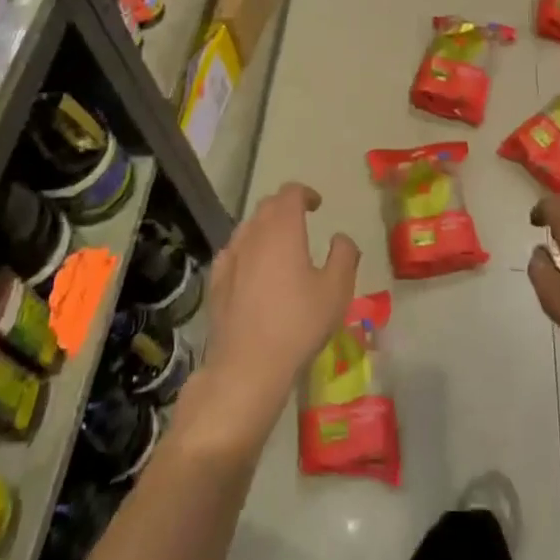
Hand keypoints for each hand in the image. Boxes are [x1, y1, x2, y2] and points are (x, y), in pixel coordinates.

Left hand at [183, 183, 359, 453]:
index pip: (290, 193)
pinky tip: (253, 269)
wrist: (247, 366)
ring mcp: (229, 258)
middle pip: (267, 207)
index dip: (305, 193)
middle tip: (302, 220)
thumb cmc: (298, 323)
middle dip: (285, 207)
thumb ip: (344, 255)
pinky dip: (247, 250)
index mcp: (282, 229)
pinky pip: (233, 252)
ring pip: (247, 228)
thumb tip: (340, 238)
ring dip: (265, 227)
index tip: (318, 204)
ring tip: (280, 245)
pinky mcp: (215, 282)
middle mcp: (252, 235)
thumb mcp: (337, 289)